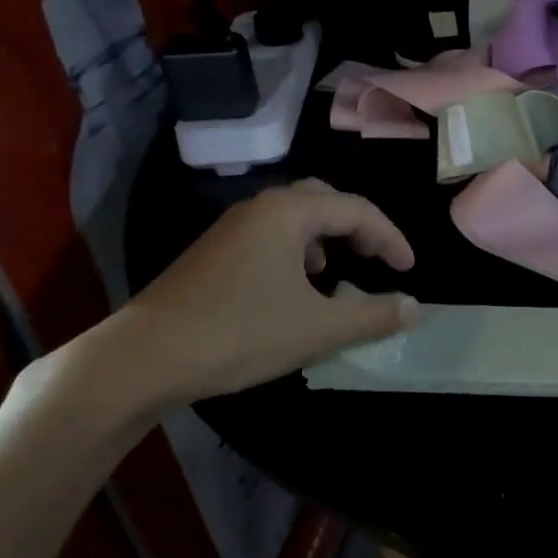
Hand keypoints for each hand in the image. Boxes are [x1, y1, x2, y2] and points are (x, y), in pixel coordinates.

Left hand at [83, 179, 417, 418]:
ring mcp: (231, 229)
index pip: (357, 210)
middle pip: (324, 200)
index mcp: (288, 213)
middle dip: (358, 226)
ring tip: (337, 272)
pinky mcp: (213, 253)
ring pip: (294, 217)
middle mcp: (260, 208)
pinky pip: (270, 235)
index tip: (409, 270)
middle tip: (377, 258)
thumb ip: (373, 316)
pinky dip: (297, 250)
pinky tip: (294, 287)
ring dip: (326, 236)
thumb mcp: (318, 329)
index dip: (391, 238)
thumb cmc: (239, 334)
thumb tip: (415, 308)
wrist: (143, 358)